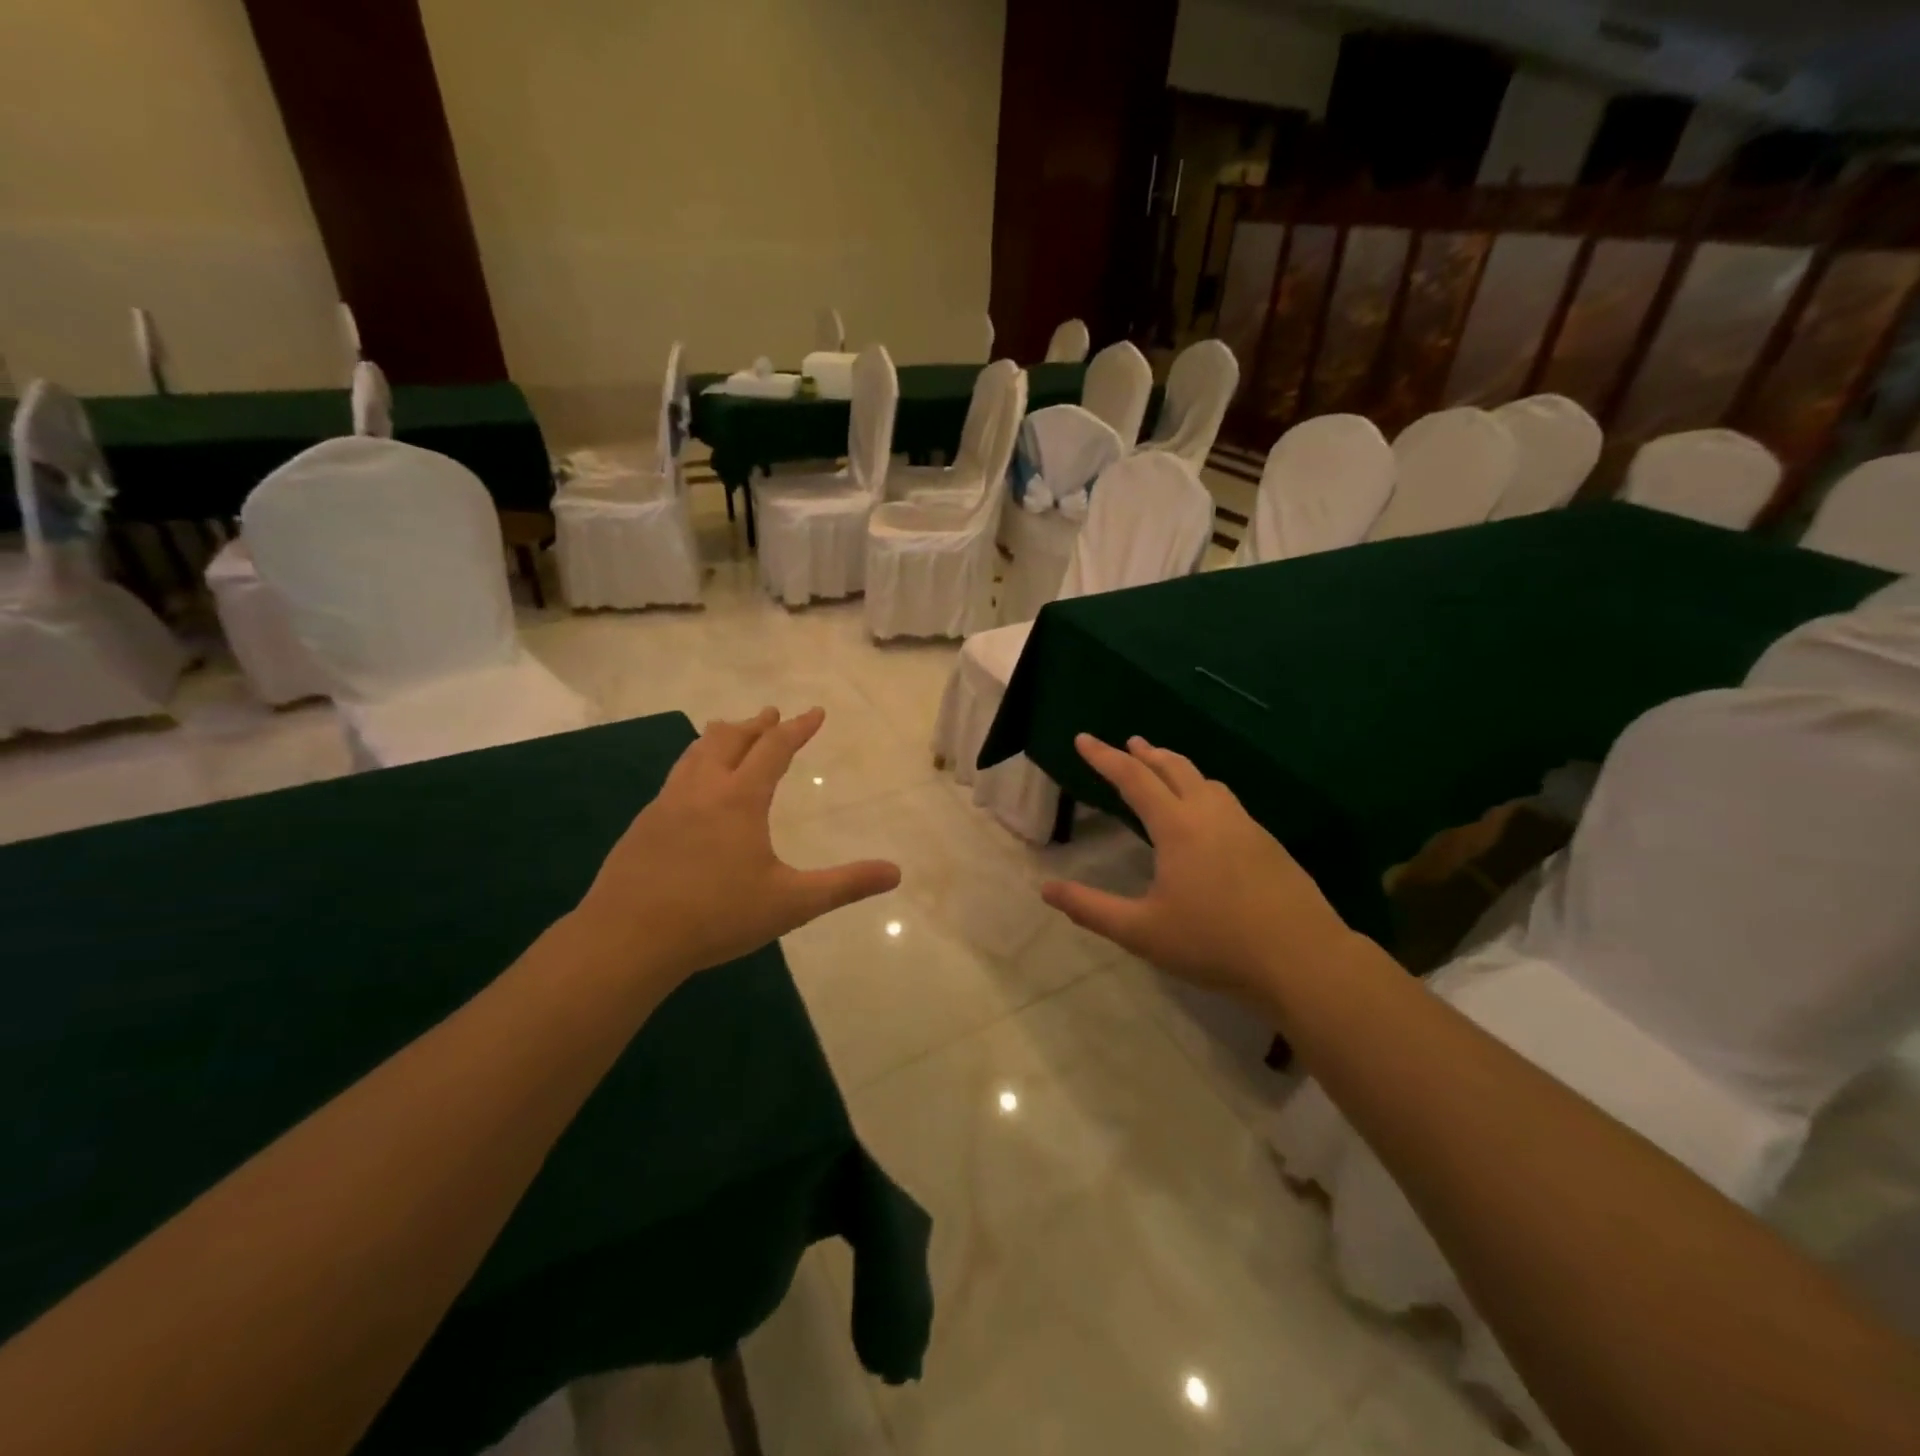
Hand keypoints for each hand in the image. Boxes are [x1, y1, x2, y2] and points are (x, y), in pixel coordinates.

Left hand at [576, 708, 899, 983]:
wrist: (626, 940)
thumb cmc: (716, 917)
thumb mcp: (791, 903)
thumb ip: (844, 885)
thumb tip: (896, 873)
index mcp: (739, 799)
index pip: (774, 748)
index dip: (798, 728)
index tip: (815, 712)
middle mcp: (701, 789)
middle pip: (729, 739)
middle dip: (756, 724)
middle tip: (772, 714)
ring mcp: (666, 805)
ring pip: (695, 753)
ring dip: (720, 737)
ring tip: (730, 732)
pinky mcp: (642, 825)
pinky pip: (675, 778)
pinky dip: (694, 765)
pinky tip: (693, 788)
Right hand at [1041, 735, 1354, 1000]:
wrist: (1302, 958)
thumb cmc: (1215, 943)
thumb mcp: (1142, 932)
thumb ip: (1091, 909)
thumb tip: (1046, 889)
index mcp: (1178, 827)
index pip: (1133, 779)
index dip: (1104, 757)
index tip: (1083, 739)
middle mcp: (1211, 814)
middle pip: (1174, 768)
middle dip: (1146, 753)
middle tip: (1128, 743)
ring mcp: (1245, 825)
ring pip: (1206, 781)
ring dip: (1177, 768)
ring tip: (1163, 771)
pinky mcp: (1267, 843)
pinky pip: (1226, 801)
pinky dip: (1203, 791)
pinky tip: (1205, 816)